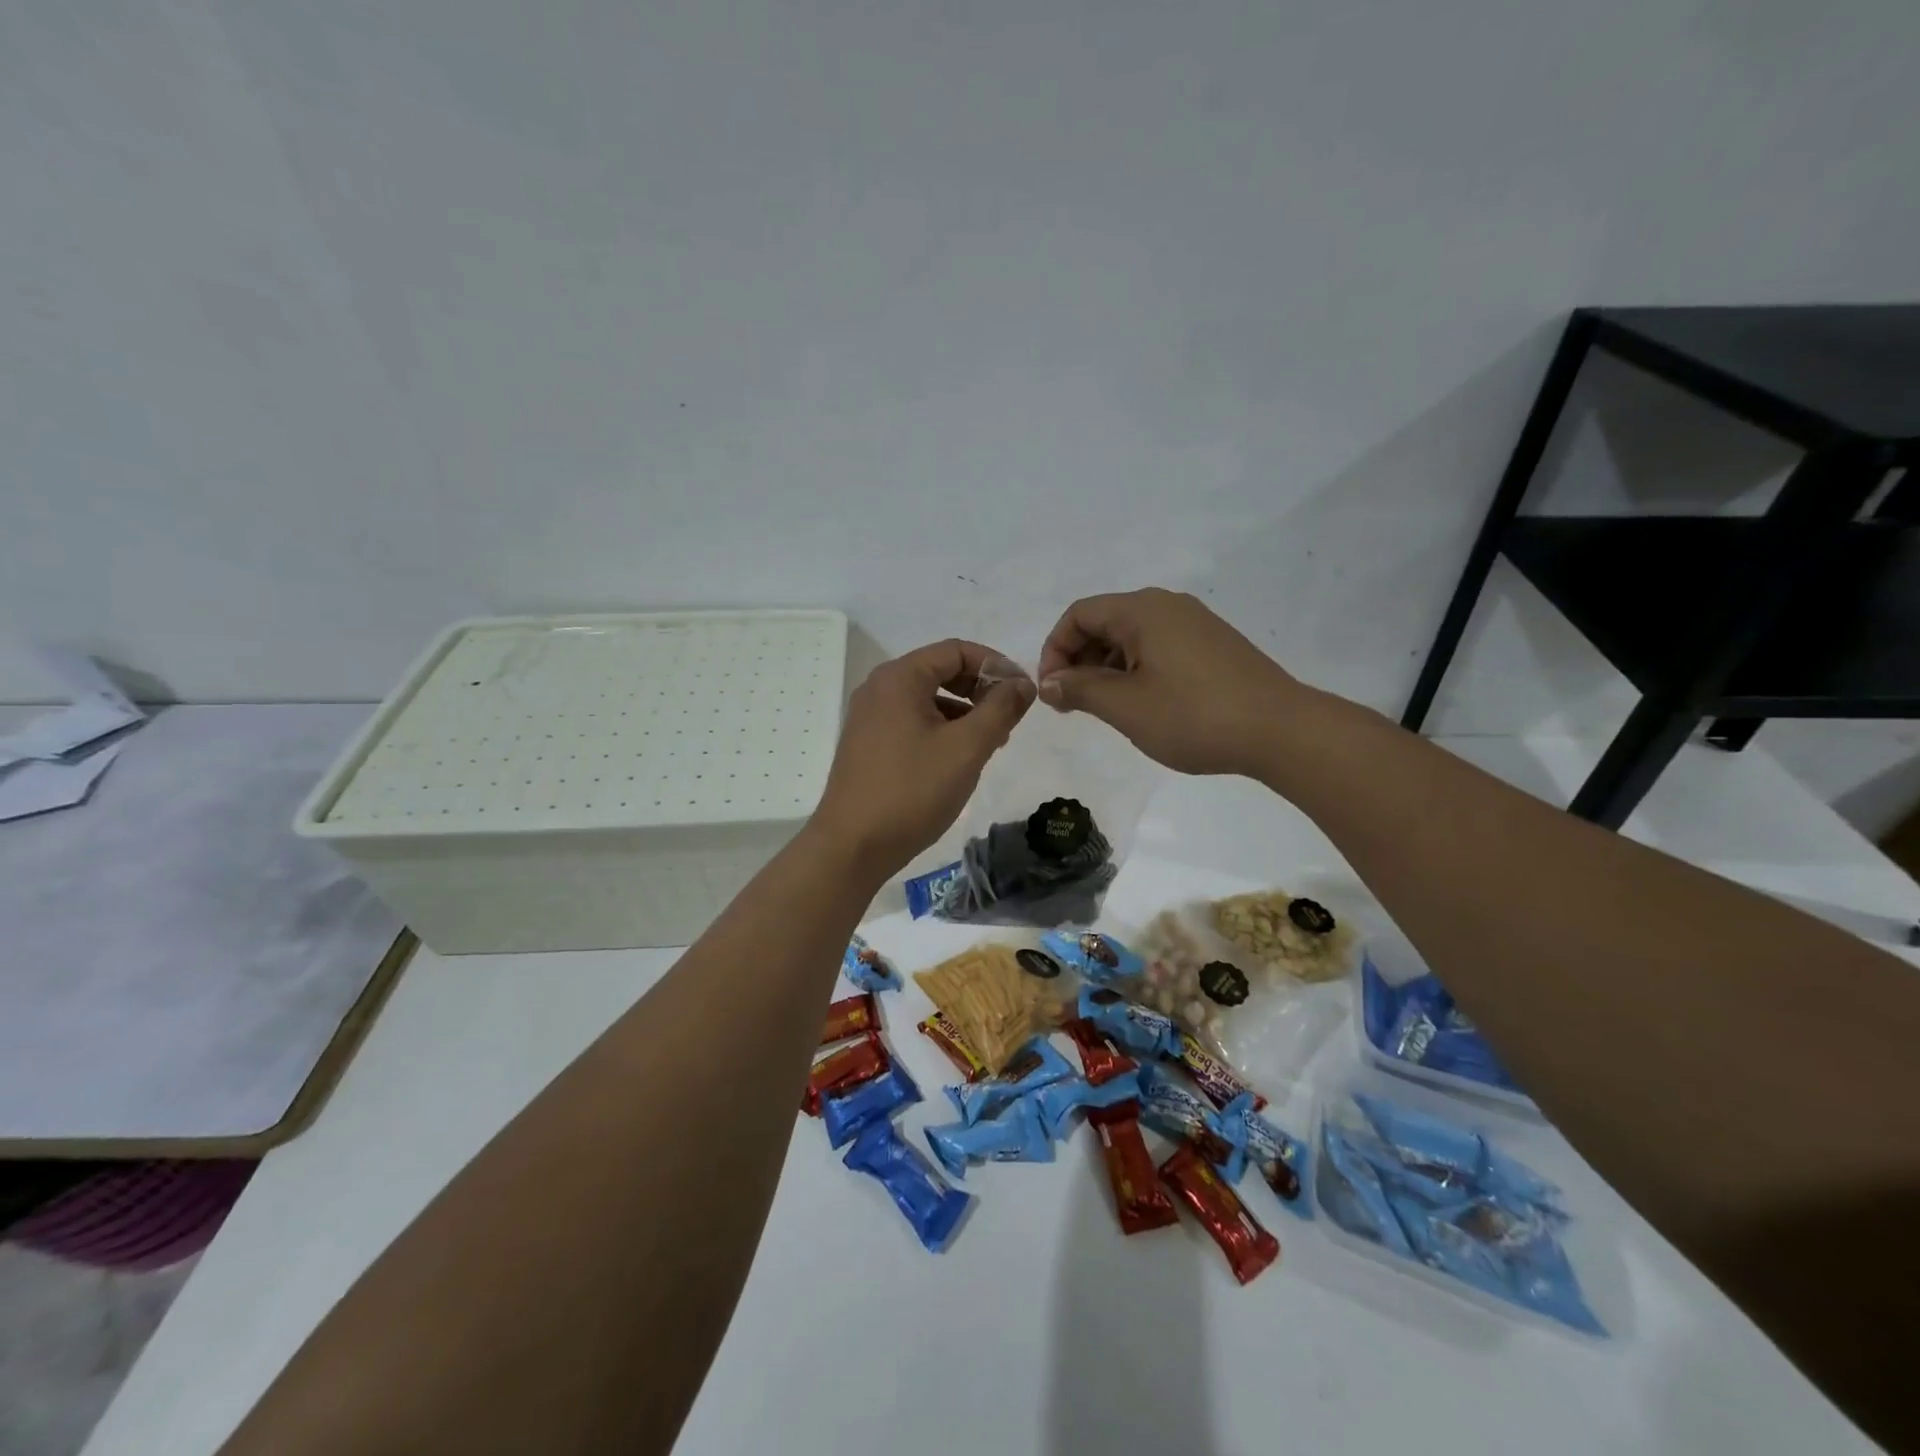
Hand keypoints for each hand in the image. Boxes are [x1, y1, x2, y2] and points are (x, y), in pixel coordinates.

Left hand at [811, 640, 1034, 879]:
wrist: (852, 846)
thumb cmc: (912, 791)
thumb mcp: (966, 748)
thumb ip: (1000, 709)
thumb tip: (1023, 683)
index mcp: (900, 678)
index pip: (957, 650)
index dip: (995, 664)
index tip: (1023, 692)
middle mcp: (880, 688)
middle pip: (941, 671)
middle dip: (980, 689)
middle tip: (1010, 719)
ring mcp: (870, 717)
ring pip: (928, 699)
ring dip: (964, 712)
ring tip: (991, 743)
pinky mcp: (868, 744)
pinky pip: (913, 721)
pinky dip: (942, 729)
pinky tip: (959, 759)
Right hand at [1036, 588, 1304, 775]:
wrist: (1280, 730)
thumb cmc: (1194, 716)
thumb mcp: (1125, 706)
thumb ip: (1079, 690)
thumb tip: (1048, 683)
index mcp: (1142, 610)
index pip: (1079, 614)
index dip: (1054, 650)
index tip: (1052, 692)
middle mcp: (1168, 606)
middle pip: (1105, 622)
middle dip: (1079, 660)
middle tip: (1073, 705)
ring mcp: (1195, 623)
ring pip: (1132, 637)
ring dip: (1106, 669)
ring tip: (1106, 709)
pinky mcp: (1213, 645)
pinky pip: (1159, 647)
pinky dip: (1136, 670)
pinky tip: (1143, 704)